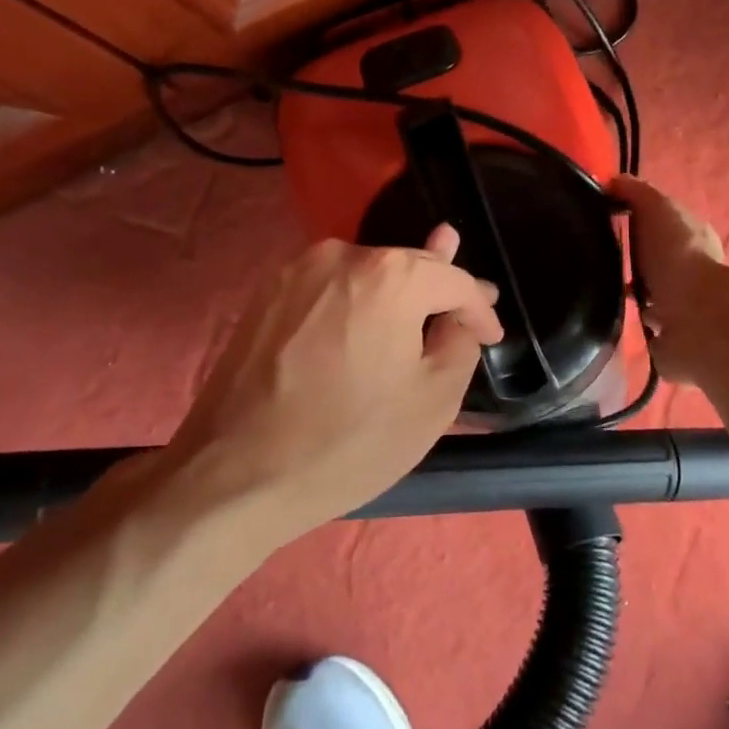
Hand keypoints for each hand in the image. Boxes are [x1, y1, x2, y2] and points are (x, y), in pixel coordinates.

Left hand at [166, 225, 502, 543]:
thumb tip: (457, 318)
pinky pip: (330, 289)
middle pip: (408, 266)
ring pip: (366, 273)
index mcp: (390, 275)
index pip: (453, 280)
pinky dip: (355, 301)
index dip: (479, 308)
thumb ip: (459, 343)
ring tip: (421, 305)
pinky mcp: (266, 294)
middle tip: (467, 308)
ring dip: (396, 292)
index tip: (492, 336)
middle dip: (440, 290)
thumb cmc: (348, 442)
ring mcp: (297, 270)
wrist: (237, 474)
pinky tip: (366, 318)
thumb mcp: (432, 401)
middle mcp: (341, 255)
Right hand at [608, 175, 726, 382]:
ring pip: (652, 298)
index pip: (664, 226)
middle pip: (657, 263)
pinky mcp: (671, 341)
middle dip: (633, 262)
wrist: (695, 317)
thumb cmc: (677, 254)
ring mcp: (683, 310)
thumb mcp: (656, 207)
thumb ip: (636, 192)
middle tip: (596, 261)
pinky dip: (632, 326)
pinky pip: (646, 330)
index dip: (637, 222)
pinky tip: (610, 321)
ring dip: (632, 297)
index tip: (604, 223)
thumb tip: (612, 181)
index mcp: (693, 239)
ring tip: (597, 293)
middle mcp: (692, 274)